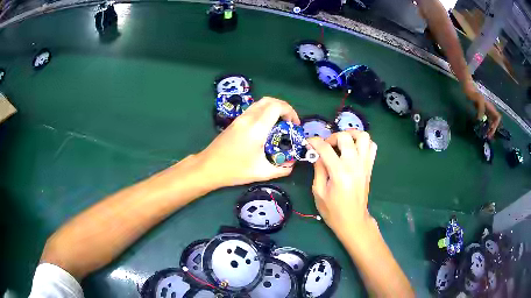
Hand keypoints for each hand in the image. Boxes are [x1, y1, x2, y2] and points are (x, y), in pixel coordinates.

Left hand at [195, 97, 299, 187]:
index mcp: (257, 128)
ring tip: (280, 123)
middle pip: (269, 100)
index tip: (295, 124)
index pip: (277, 107)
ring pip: (260, 103)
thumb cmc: (234, 170)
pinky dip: (264, 112)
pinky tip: (266, 127)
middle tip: (290, 122)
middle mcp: (248, 118)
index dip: (290, 111)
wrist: (208, 168)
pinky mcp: (235, 121)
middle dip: (284, 107)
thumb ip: (281, 169)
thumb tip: (292, 164)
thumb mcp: (261, 173)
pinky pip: (253, 109)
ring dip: (273, 108)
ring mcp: (240, 118)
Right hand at [307, 130, 377, 238]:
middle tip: (327, 146)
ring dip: (351, 135)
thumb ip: (318, 169)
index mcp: (339, 173)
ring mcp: (365, 165)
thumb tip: (316, 153)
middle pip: (346, 137)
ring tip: (342, 143)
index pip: (325, 148)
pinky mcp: (370, 167)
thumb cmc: (333, 211)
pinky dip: (363, 143)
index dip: (314, 142)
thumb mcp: (319, 192)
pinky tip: (354, 150)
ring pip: (363, 137)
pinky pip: (372, 147)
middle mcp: (354, 165)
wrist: (353, 221)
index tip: (308, 142)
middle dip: (332, 137)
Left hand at [464, 83, 500, 138]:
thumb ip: (481, 109)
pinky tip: (480, 128)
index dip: (495, 125)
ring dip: (488, 128)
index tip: (490, 131)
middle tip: (487, 136)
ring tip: (485, 134)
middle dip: (492, 129)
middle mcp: (489, 108)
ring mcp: (485, 109)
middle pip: (494, 121)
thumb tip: (481, 120)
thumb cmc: (473, 91)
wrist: (467, 85)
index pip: (497, 117)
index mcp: (490, 107)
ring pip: (490, 121)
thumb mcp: (478, 99)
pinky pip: (485, 119)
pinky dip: (484, 125)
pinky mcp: (480, 110)